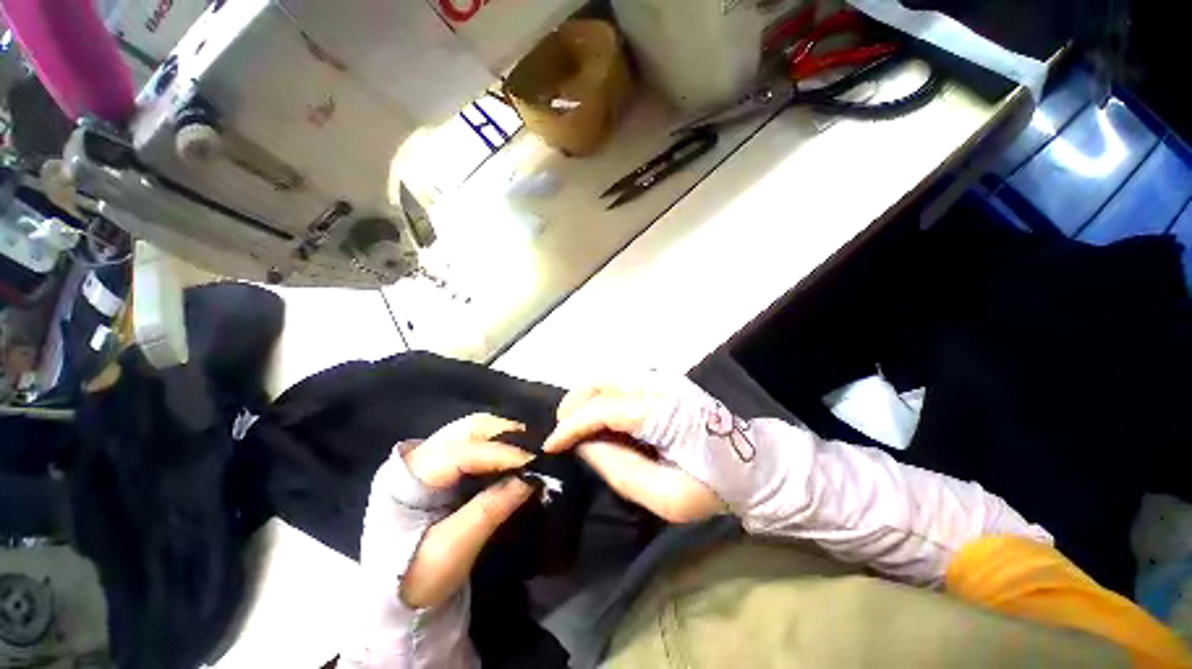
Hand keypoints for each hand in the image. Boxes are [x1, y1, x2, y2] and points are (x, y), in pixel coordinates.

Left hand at [401, 414, 535, 607]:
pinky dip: (498, 444)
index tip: (534, 460)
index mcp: (408, 478)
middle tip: (535, 450)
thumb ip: (489, 511)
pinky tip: (513, 455)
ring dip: (503, 436)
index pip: (462, 453)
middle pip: (468, 429)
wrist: (391, 598)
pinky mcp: (441, 464)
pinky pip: (475, 441)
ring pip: (473, 430)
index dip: (500, 453)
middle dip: (505, 434)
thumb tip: (530, 478)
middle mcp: (417, 456)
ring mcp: (428, 457)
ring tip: (527, 451)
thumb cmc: (415, 580)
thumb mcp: (451, 552)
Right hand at [543, 377, 724, 523]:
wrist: (753, 463)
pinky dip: (601, 399)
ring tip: (578, 431)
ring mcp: (662, 378)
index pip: (603, 407)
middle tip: (563, 437)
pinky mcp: (663, 381)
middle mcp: (660, 384)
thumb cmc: (713, 486)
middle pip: (601, 383)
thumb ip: (620, 470)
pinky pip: (619, 384)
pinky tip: (600, 421)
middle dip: (573, 408)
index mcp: (664, 411)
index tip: (550, 445)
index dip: (571, 425)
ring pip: (607, 379)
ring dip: (585, 401)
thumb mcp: (667, 497)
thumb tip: (585, 445)